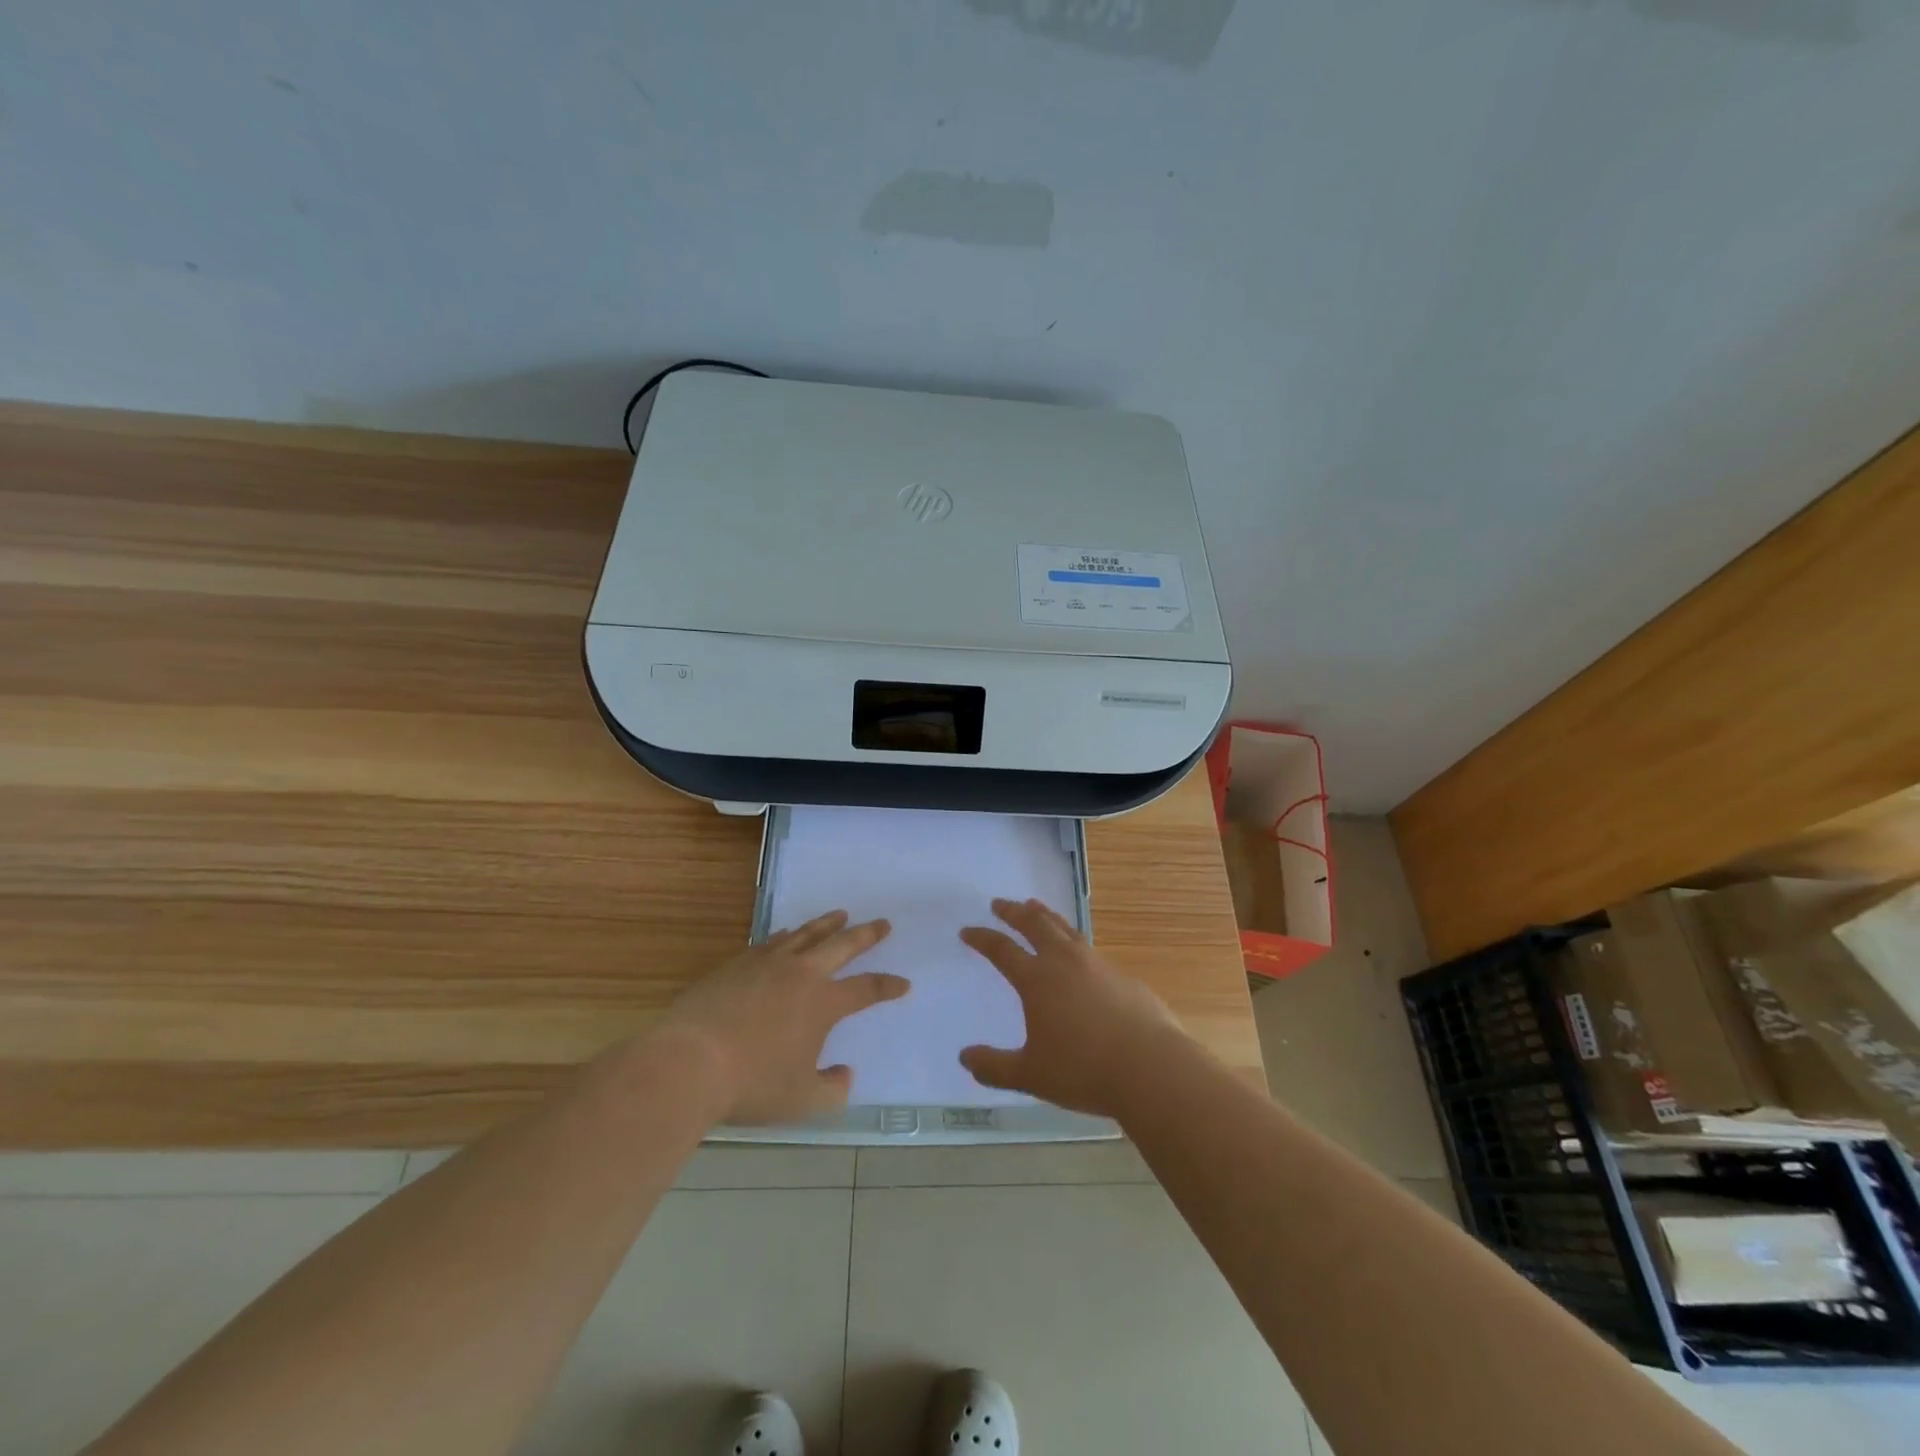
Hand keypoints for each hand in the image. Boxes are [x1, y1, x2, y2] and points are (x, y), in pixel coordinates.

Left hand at [659, 911, 907, 1123]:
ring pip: (806, 935)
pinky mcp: (737, 964)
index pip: (865, 989)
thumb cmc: (751, 1084)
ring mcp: (767, 964)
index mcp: (822, 1003)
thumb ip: (832, 1090)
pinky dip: (787, 935)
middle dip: (865, 935)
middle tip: (882, 923)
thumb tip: (846, 1075)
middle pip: (841, 946)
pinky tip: (788, 934)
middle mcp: (800, 974)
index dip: (887, 986)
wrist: (690, 1062)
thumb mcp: (801, 1101)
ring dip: (826, 924)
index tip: (903, 984)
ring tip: (840, 914)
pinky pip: (771, 941)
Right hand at [958, 898, 1187, 1116]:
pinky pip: (1089, 948)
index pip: (1002, 950)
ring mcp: (1097, 964)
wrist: (1151, 1067)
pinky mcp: (1122, 976)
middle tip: (1000, 903)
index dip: (982, 938)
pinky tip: (1077, 953)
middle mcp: (1065, 962)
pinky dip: (1073, 940)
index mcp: (1037, 980)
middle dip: (1014, 912)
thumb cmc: (1083, 1070)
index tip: (968, 930)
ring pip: (1065, 928)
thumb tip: (964, 1057)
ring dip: (1046, 915)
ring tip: (1035, 907)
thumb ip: (994, 1066)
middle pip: (1035, 924)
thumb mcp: (1031, 1075)